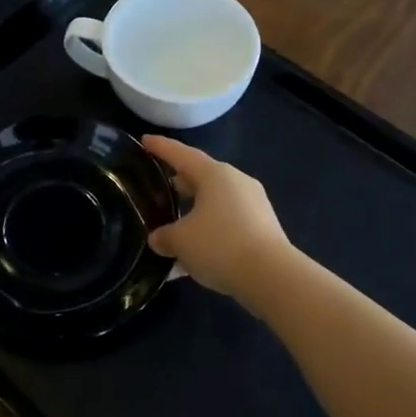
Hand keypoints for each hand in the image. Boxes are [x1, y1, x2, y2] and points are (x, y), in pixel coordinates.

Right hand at [142, 136, 292, 297]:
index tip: (144, 140)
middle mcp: (237, 182)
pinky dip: (210, 231)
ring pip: (215, 202)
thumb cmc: (219, 245)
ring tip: (174, 224)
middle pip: (202, 176)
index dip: (161, 147)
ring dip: (195, 211)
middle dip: (180, 181)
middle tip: (160, 185)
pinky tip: (195, 254)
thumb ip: (164, 236)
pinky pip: (228, 223)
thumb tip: (159, 238)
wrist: (271, 276)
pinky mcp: (263, 228)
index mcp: (215, 174)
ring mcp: (254, 205)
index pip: (181, 154)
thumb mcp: (180, 241)